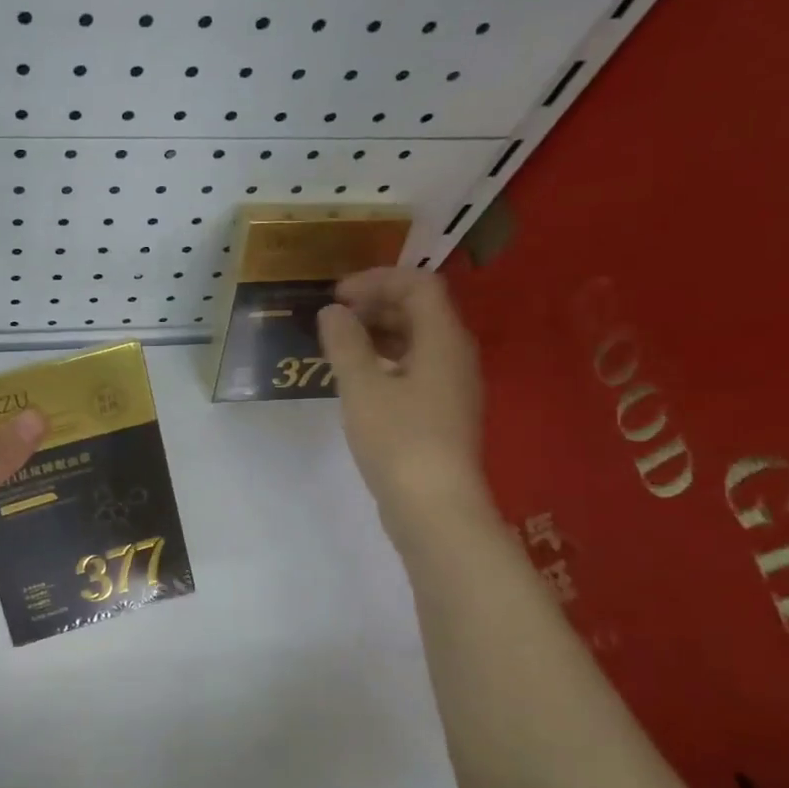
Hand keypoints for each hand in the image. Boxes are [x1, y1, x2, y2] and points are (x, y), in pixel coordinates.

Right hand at [317, 269, 490, 539]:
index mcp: (443, 340)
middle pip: (421, 310)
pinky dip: (386, 361)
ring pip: (417, 341)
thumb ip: (345, 343)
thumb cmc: (398, 439)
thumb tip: (333, 312)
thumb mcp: (362, 387)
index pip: (418, 284)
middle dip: (376, 304)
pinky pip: (415, 368)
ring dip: (379, 333)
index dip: (377, 280)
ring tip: (339, 345)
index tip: (337, 295)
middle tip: (334, 318)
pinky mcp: (442, 413)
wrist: (434, 507)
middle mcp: (455, 356)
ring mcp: (452, 387)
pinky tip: (358, 379)